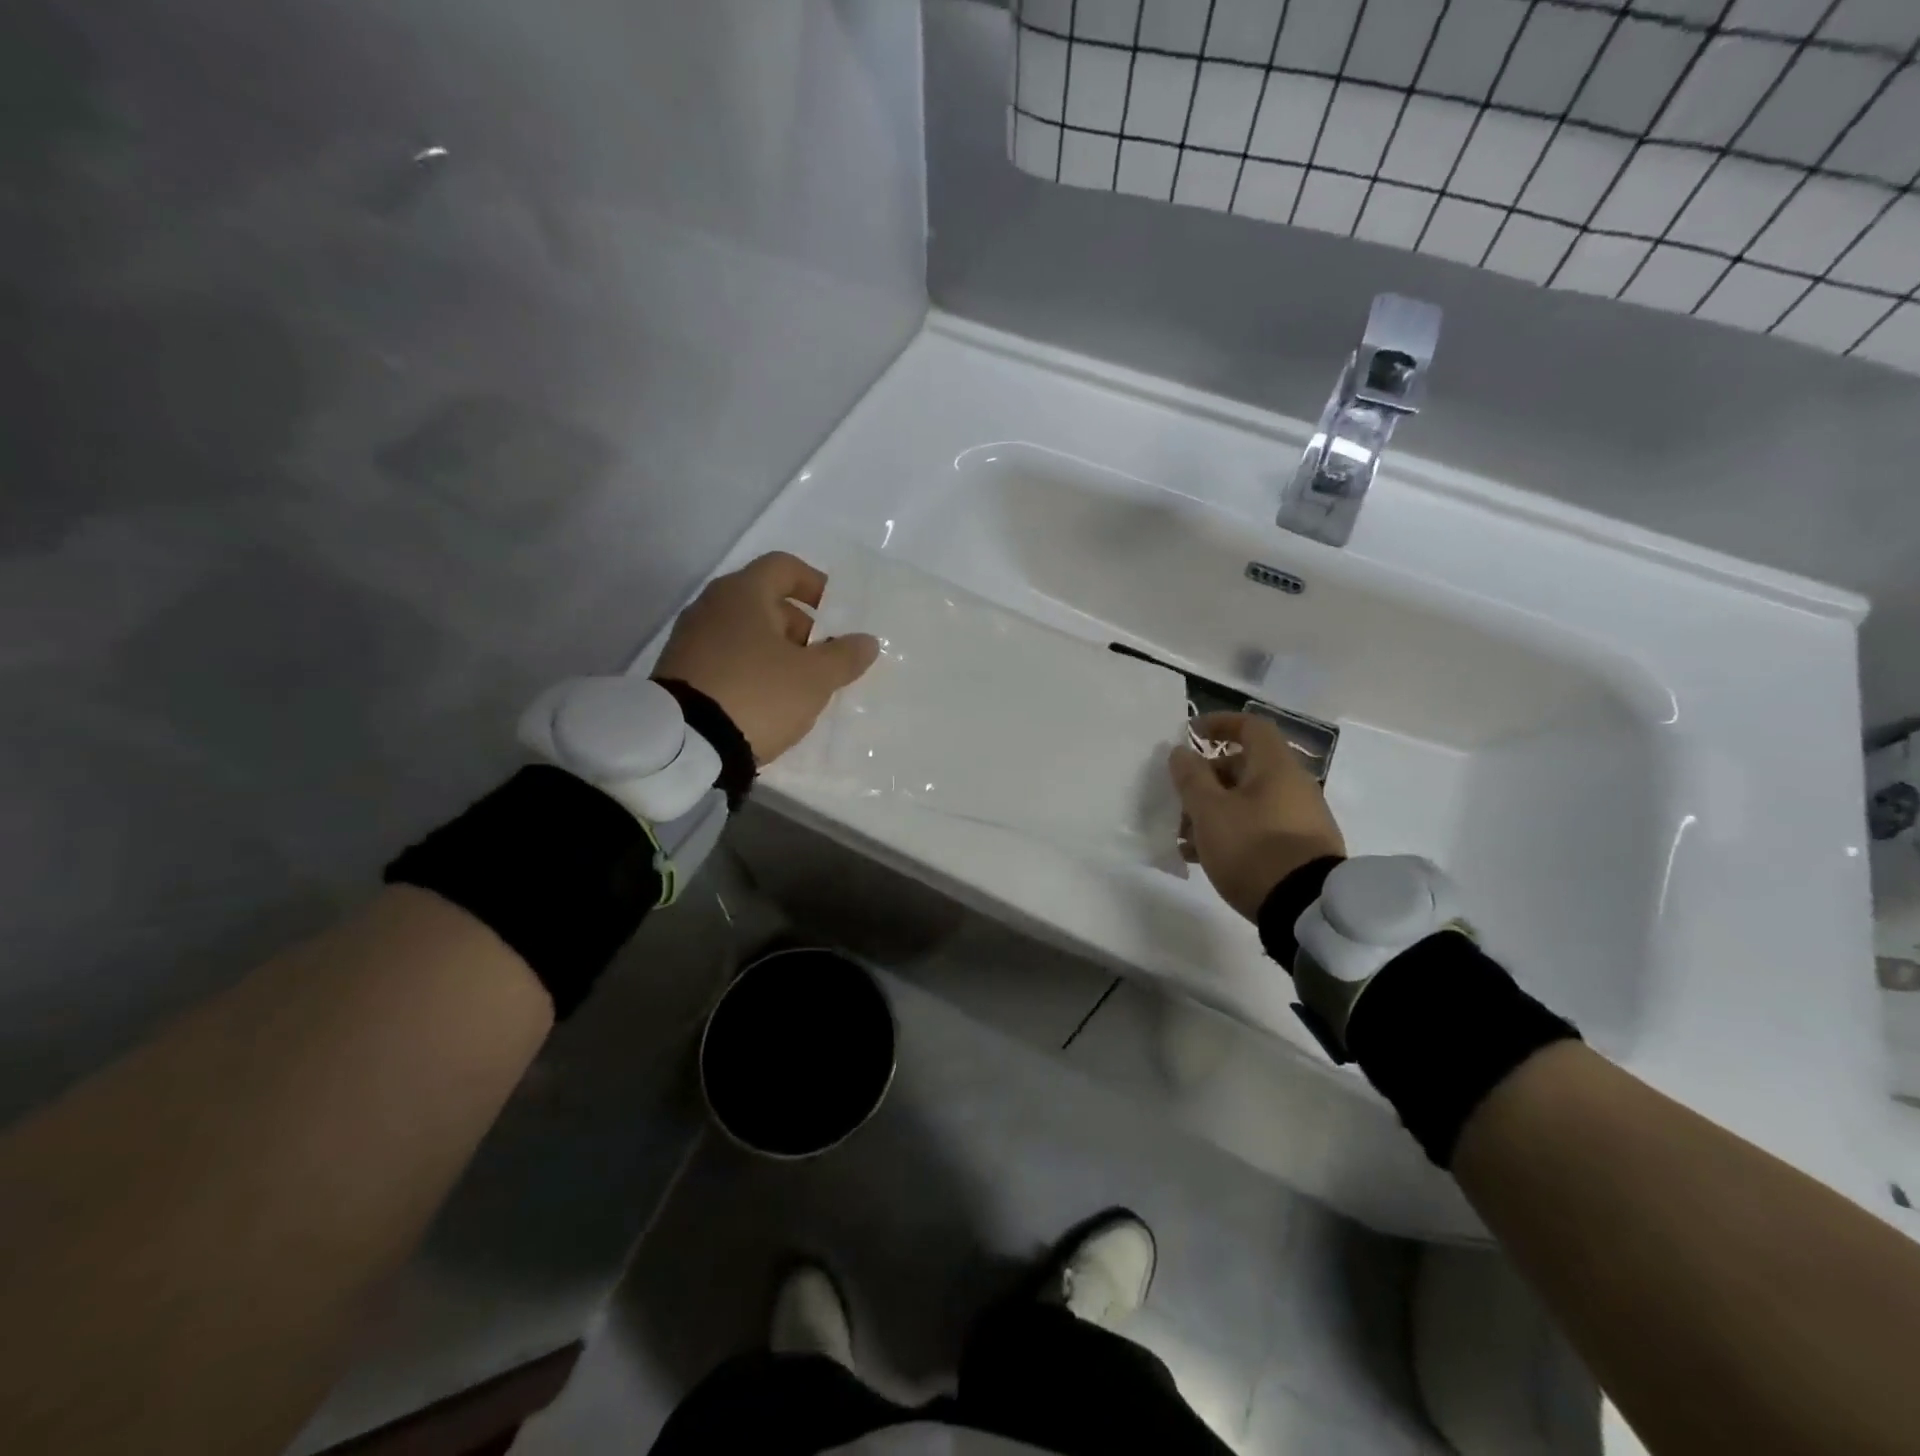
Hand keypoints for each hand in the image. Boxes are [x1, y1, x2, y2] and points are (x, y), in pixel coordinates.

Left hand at [654, 552, 878, 763]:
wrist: (684, 744)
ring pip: (745, 632)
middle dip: (799, 627)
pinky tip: (765, 702)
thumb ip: (844, 656)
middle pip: (764, 602)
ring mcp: (689, 639)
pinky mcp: (679, 671)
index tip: (836, 612)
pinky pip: (726, 658)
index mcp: (743, 593)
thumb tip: (866, 641)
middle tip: (821, 659)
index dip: (815, 584)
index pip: (783, 567)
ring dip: (776, 651)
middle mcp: (711, 606)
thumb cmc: (758, 694)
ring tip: (797, 687)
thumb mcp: (814, 678)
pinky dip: (750, 669)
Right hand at [1168, 712, 1345, 920]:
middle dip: (1206, 781)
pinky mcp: (1301, 847)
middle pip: (1244, 767)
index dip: (1219, 724)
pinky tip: (1207, 858)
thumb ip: (1191, 778)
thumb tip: (1182, 752)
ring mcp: (1301, 817)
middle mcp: (1294, 785)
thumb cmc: (1252, 848)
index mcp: (1275, 766)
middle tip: (1180, 803)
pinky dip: (1232, 831)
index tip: (1191, 734)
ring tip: (1186, 840)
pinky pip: (1259, 826)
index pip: (1250, 726)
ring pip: (1248, 801)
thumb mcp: (1209, 811)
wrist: (1306, 908)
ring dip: (1214, 811)